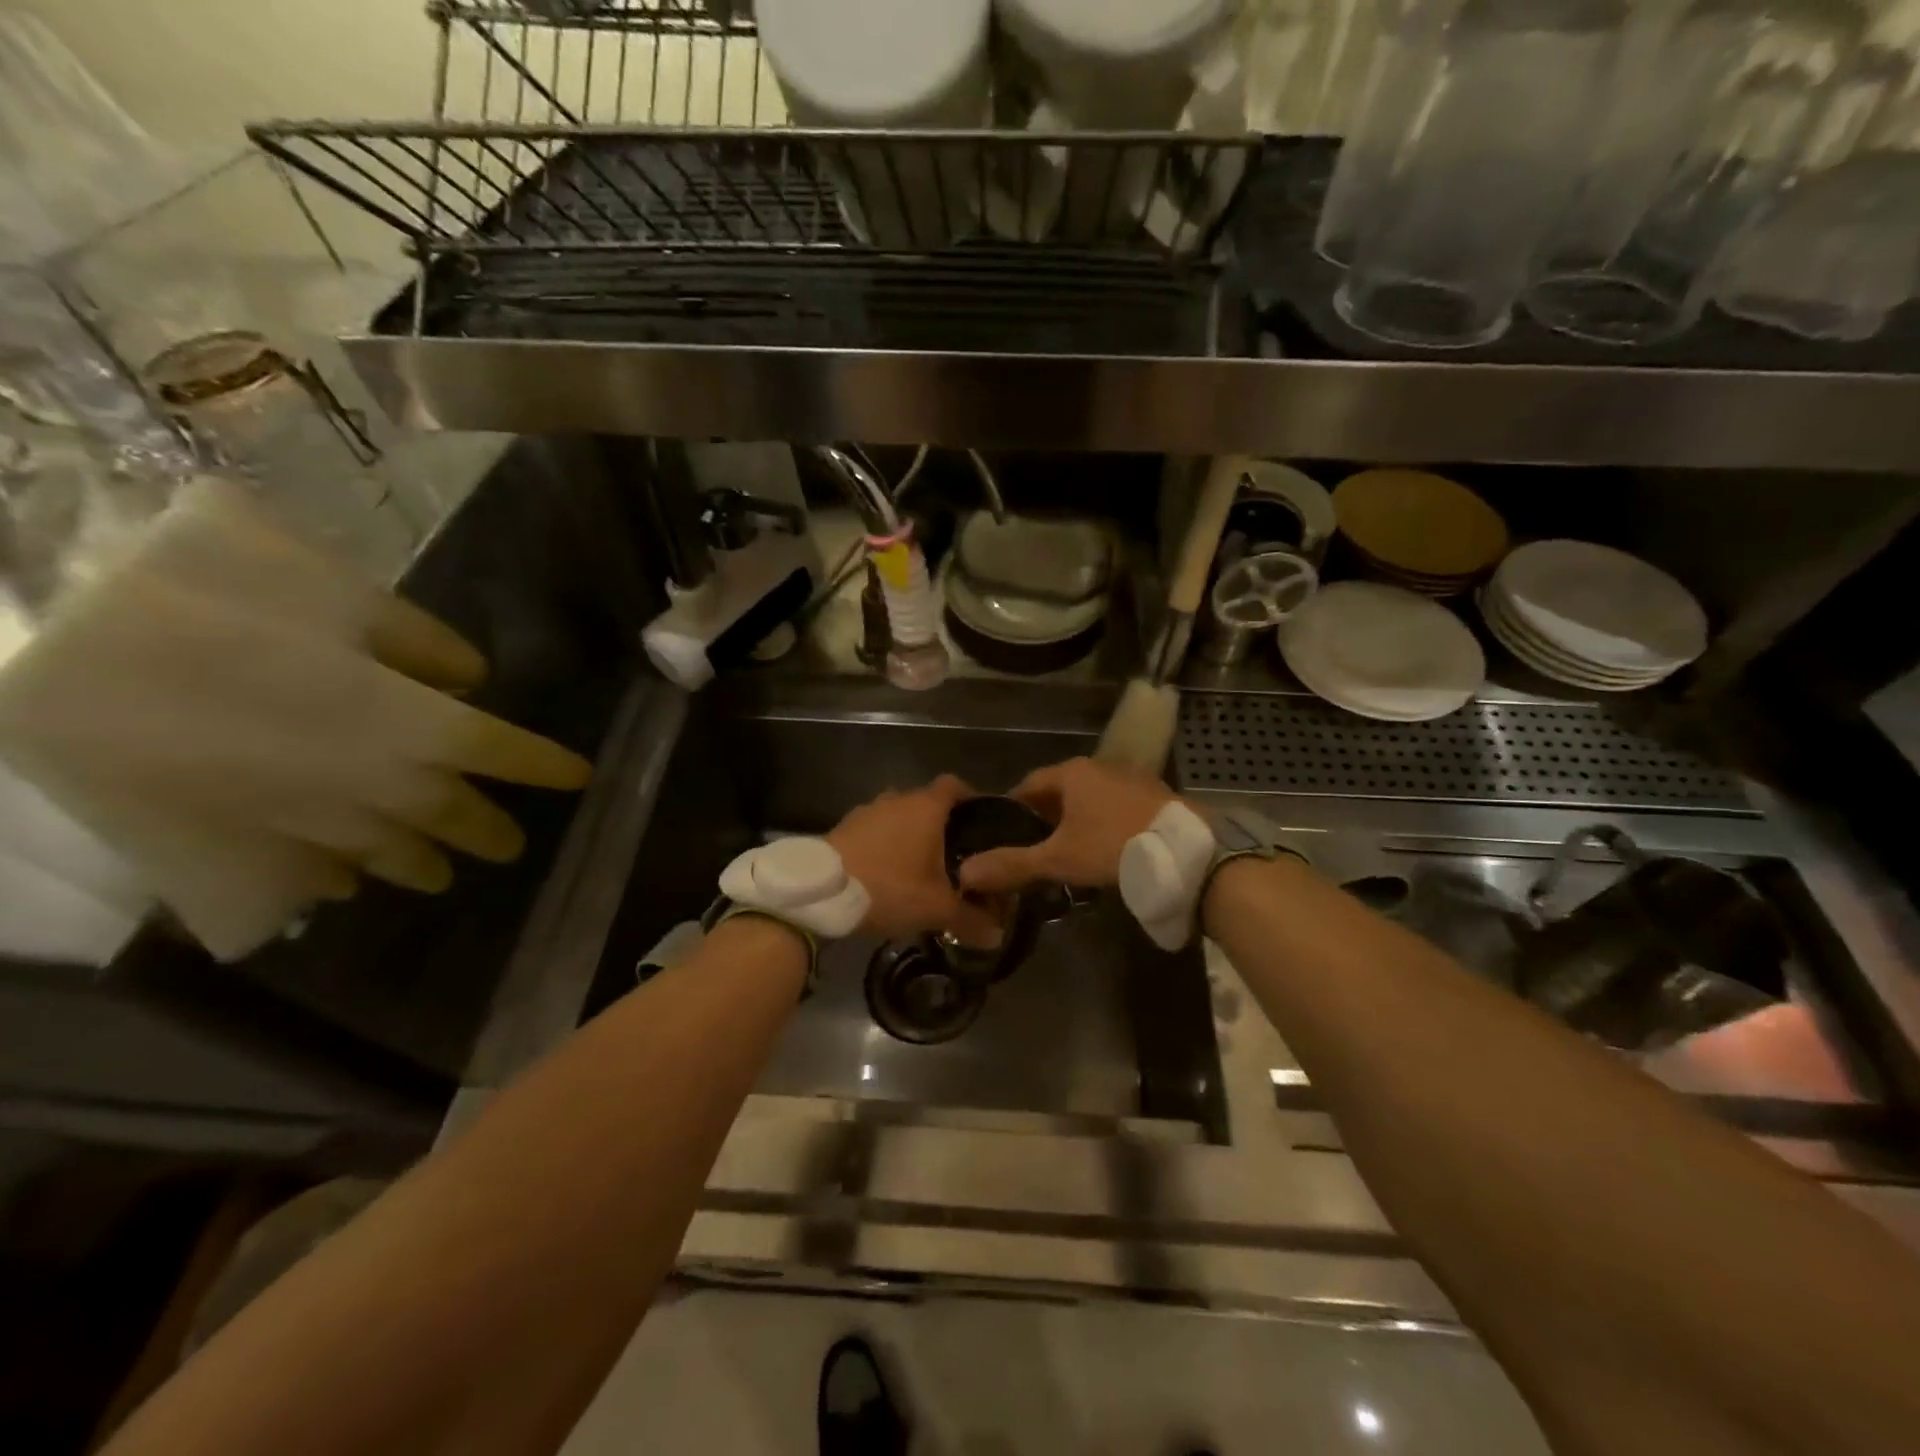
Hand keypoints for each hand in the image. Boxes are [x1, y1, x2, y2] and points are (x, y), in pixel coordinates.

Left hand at [827, 775, 1000, 945]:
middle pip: (926, 802)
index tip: (981, 819)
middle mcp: (897, 799)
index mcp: (925, 807)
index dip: (970, 798)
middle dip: (940, 823)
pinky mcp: (843, 827)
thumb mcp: (936, 909)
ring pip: (897, 816)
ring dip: (908, 834)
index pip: (955, 785)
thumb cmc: (889, 887)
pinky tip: (886, 872)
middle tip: (954, 853)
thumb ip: (970, 919)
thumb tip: (998, 937)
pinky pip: (874, 830)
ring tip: (919, 865)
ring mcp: (867, 811)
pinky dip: (884, 844)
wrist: (820, 893)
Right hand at [958, 757, 1176, 894]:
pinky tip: (1106, 849)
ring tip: (1068, 852)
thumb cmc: (1113, 846)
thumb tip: (964, 872)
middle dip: (1044, 816)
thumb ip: (1012, 864)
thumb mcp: (1058, 859)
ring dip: (1076, 820)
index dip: (1012, 807)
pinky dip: (1103, 823)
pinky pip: (1116, 806)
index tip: (1002, 831)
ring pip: (1090, 798)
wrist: (1186, 852)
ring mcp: (1131, 778)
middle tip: (1033, 848)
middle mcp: (1100, 766)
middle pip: (1060, 790)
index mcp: (1072, 773)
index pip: (1029, 784)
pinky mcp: (1155, 796)